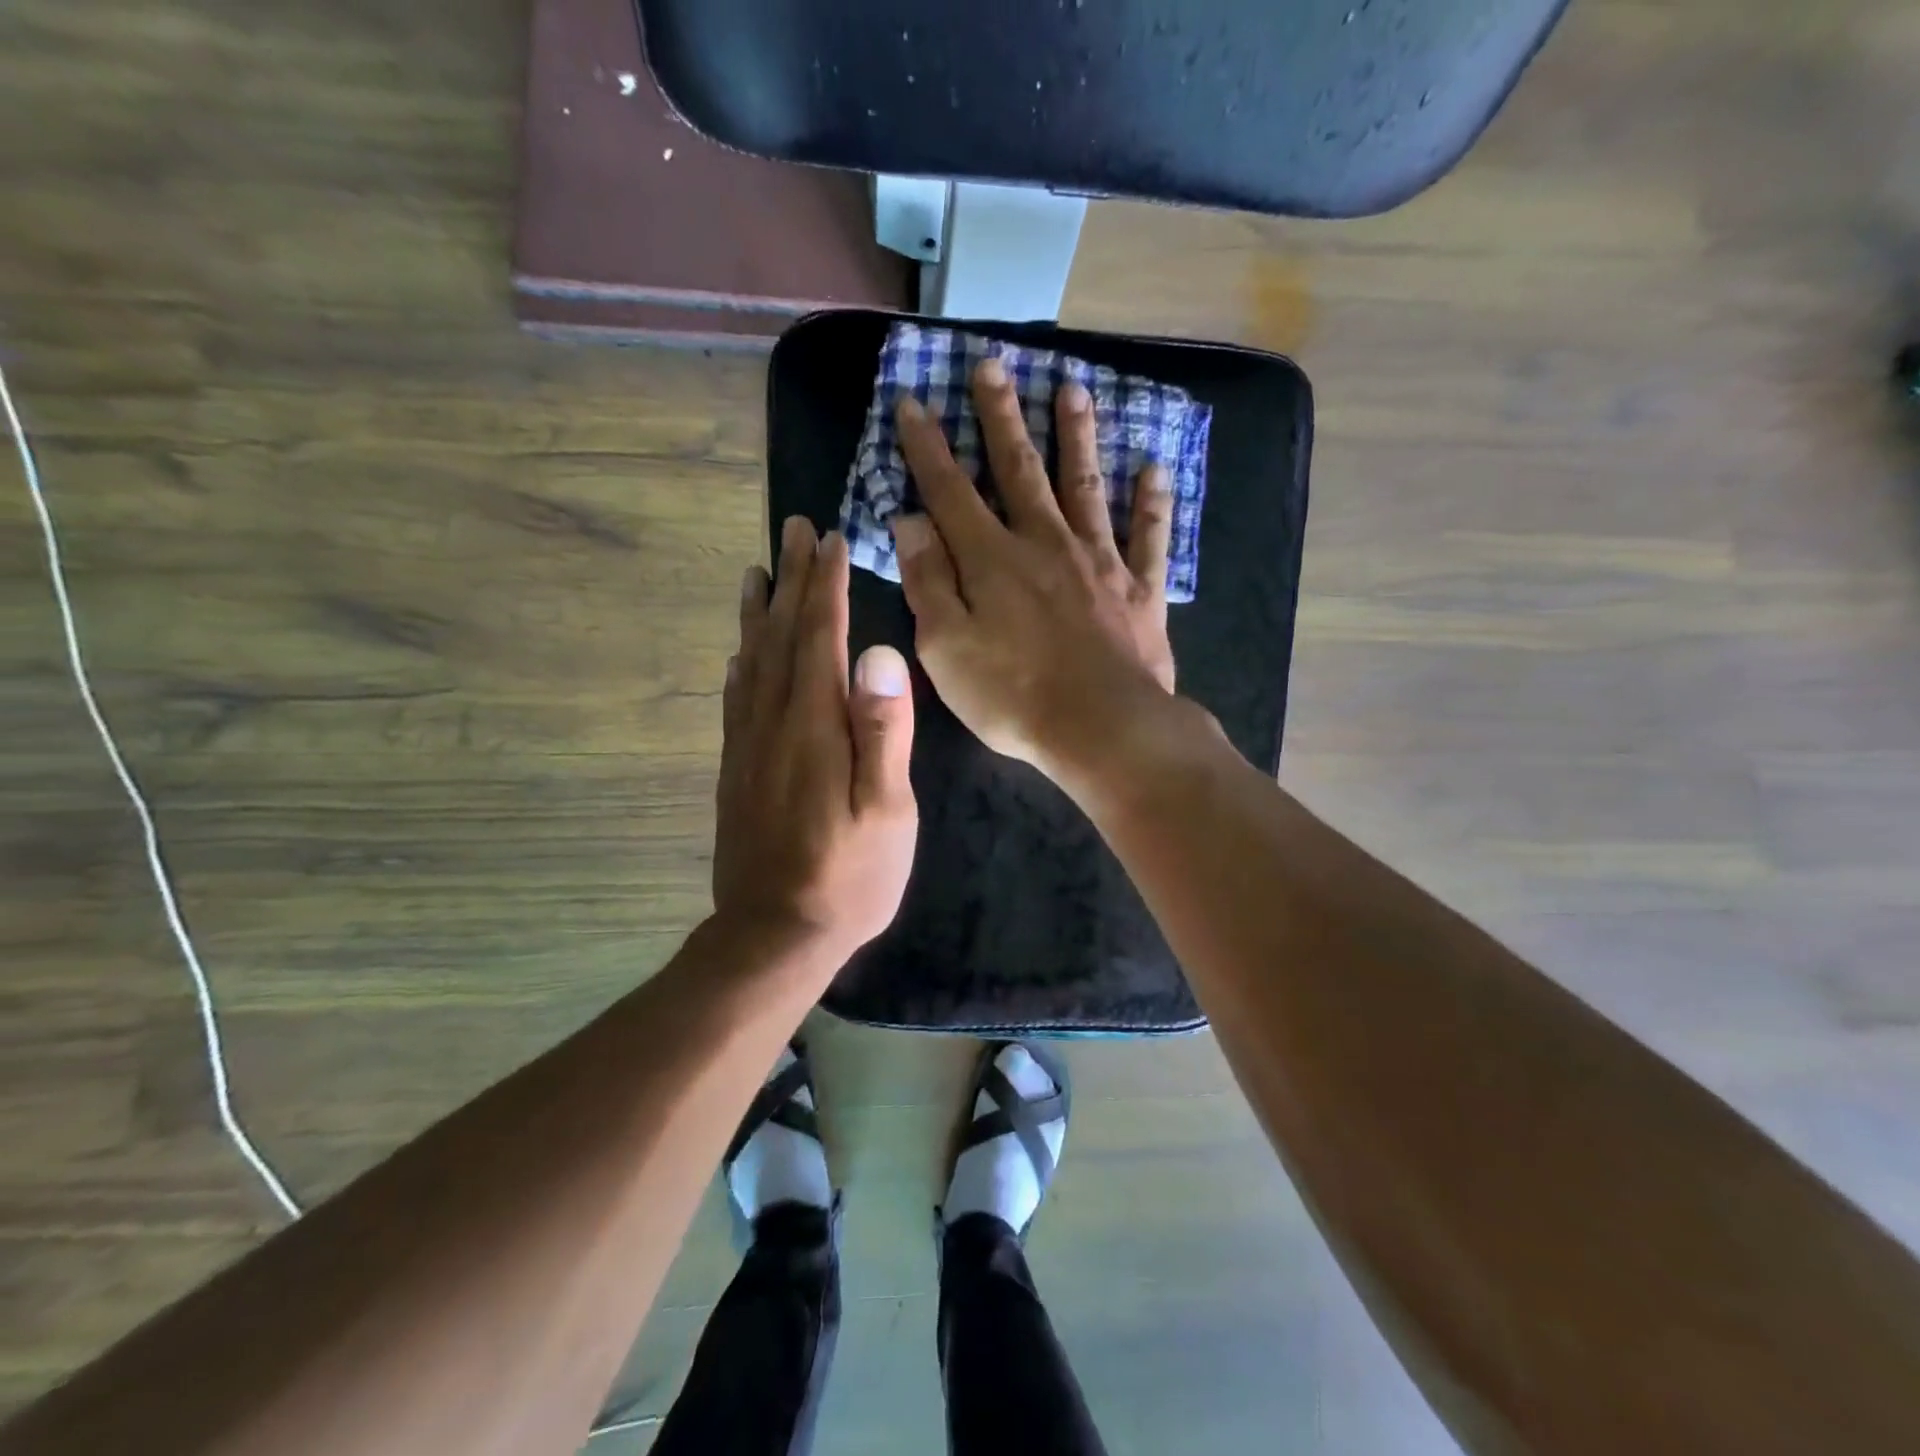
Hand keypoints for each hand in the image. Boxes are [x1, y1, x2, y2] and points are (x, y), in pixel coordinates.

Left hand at [713, 518, 917, 963]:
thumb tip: (878, 652)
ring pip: (752, 660)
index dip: (826, 585)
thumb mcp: (887, 810)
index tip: (830, 540)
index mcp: (814, 726)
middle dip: (793, 580)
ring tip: (759, 570)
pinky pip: (736, 699)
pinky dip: (741, 661)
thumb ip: (883, 730)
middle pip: (782, 636)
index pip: (820, 637)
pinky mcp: (737, 769)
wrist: (774, 934)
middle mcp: (773, 723)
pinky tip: (741, 651)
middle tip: (795, 530)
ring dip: (759, 611)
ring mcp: (748, 746)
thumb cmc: (849, 876)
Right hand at [891, 358, 1178, 781]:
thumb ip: (928, 581)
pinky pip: (1148, 537)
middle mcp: (1045, 543)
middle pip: (1019, 469)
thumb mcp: (946, 648)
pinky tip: (1155, 468)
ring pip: (1085, 486)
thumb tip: (909, 521)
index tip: (914, 402)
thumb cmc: (1013, 695)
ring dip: (1077, 436)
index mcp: (991, 559)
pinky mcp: (1139, 590)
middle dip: (1001, 417)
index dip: (928, 447)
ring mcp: (1099, 562)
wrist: (1103, 729)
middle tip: (992, 366)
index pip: (950, 490)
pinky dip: (1151, 502)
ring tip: (1072, 390)